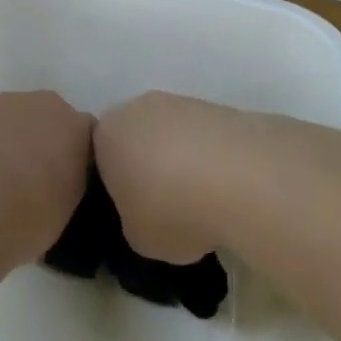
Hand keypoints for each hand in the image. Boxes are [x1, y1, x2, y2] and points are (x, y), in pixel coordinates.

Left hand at [0, 92, 94, 254]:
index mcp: (76, 127)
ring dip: (3, 143)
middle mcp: (40, 105)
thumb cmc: (28, 213)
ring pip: (7, 121)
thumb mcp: (65, 213)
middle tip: (28, 185)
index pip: (86, 138)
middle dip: (39, 144)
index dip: (75, 162)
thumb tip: (51, 194)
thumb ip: (64, 191)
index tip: (64, 187)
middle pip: (46, 120)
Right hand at [93, 91, 253, 264]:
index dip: (115, 188)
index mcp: (106, 135)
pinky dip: (212, 160)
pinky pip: (205, 139)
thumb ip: (132, 222)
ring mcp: (181, 103)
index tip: (133, 213)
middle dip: (148, 168)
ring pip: (172, 136)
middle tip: (166, 207)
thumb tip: (147, 216)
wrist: (240, 178)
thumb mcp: (137, 238)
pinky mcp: (219, 108)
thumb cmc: (171, 210)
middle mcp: (138, 108)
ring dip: (182, 162)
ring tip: (204, 201)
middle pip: (137, 140)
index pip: (100, 159)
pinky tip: (227, 189)